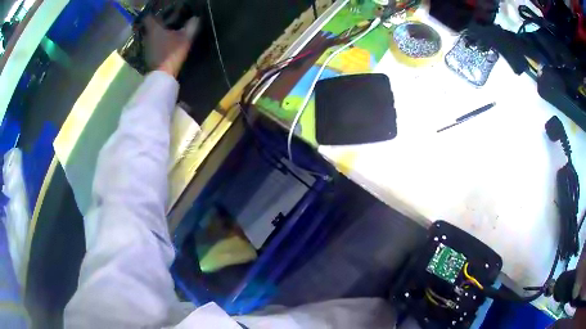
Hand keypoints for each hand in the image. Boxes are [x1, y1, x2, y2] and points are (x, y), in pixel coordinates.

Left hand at [144, 15, 198, 76]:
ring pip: (150, 38)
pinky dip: (156, 45)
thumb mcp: (186, 38)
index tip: (160, 15)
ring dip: (156, 36)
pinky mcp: (148, 57)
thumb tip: (195, 18)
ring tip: (166, 35)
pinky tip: (164, 47)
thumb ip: (191, 26)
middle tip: (165, 24)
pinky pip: (152, 47)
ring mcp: (146, 48)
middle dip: (156, 25)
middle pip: (149, 28)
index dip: (153, 15)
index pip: (149, 18)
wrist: (163, 74)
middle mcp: (148, 37)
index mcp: (155, 29)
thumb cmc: (173, 52)